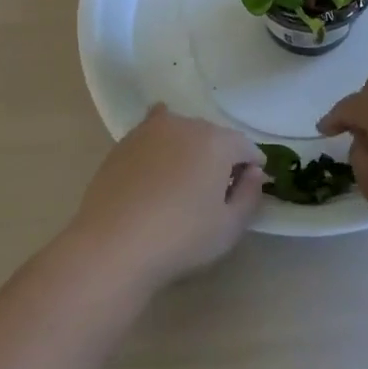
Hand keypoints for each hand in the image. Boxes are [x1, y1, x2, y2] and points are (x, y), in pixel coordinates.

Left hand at [67, 105, 264, 290]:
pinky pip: (152, 134)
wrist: (113, 244)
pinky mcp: (124, 142)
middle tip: (216, 188)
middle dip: (221, 156)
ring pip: (182, 132)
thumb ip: (250, 195)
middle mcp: (186, 125)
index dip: (252, 166)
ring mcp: (151, 130)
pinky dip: (161, 143)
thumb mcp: (229, 227)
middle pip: (214, 136)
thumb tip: (254, 172)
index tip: (248, 187)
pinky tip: (157, 161)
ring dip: (190, 149)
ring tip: (183, 180)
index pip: (245, 146)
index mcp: (217, 142)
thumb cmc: (181, 238)